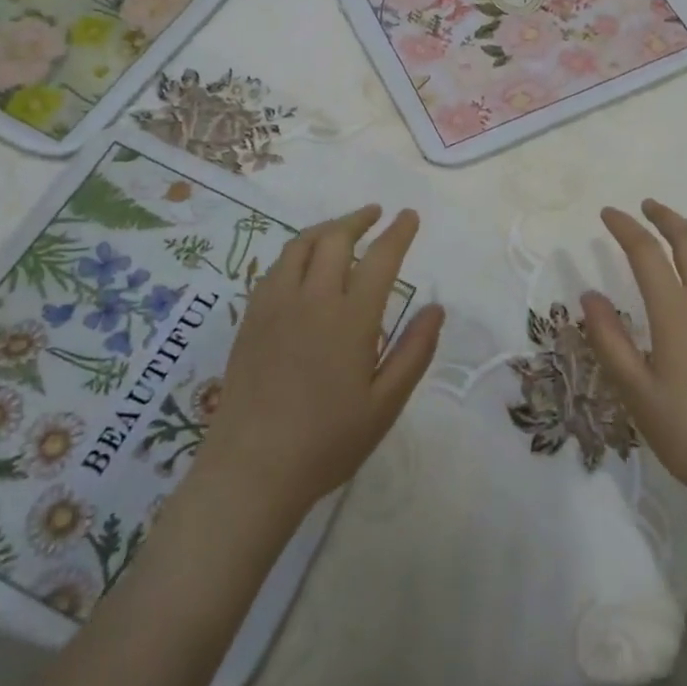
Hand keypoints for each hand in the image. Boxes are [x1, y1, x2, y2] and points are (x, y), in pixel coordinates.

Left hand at [189, 206, 442, 524]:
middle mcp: (312, 300)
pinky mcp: (250, 319)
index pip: (380, 258)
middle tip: (376, 215)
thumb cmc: (327, 442)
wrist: (251, 470)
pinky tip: (303, 265)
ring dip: (326, 229)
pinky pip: (275, 268)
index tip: (409, 216)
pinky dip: (297, 253)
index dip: (398, 232)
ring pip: (300, 246)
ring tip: (341, 229)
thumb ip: (414, 352)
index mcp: (350, 319)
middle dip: (359, 219)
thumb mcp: (385, 404)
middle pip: (335, 239)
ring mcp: (275, 306)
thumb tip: (436, 308)